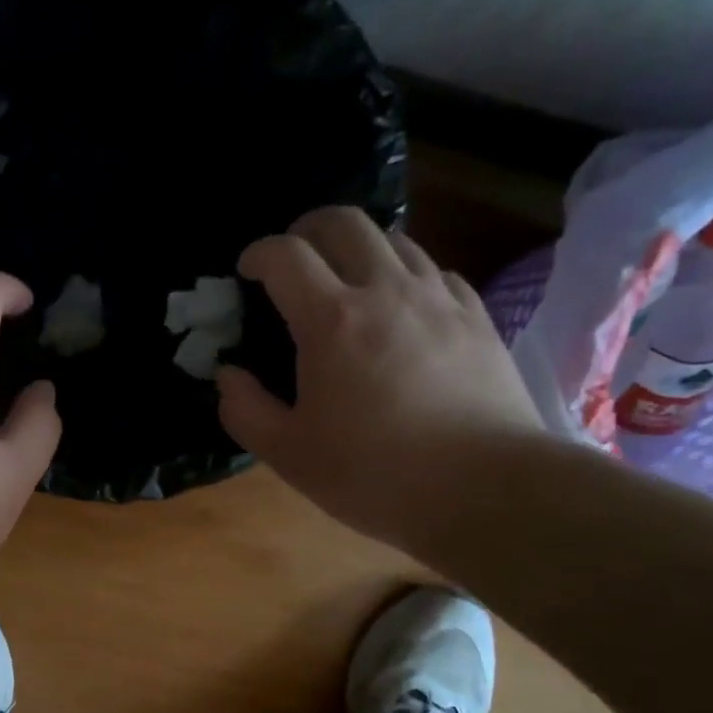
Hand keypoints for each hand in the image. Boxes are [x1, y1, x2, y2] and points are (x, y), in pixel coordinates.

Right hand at [215, 207, 542, 551]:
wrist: (485, 490)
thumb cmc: (375, 474)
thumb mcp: (289, 455)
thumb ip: (245, 410)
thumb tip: (228, 376)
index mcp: (332, 321)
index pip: (285, 255)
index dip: (258, 253)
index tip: (247, 271)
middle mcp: (386, 291)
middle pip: (344, 222)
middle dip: (308, 228)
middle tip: (295, 257)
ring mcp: (438, 299)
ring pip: (395, 239)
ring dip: (360, 247)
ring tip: (349, 279)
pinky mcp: (477, 317)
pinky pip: (436, 271)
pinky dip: (407, 275)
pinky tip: (405, 307)